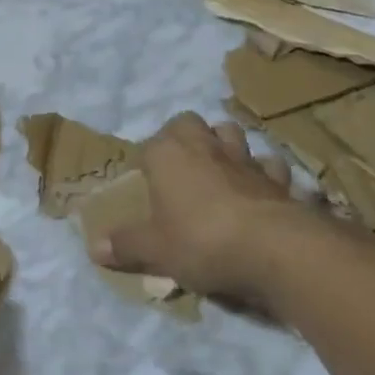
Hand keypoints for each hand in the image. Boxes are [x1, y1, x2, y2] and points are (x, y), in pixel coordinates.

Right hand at [91, 111, 317, 310]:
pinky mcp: (280, 179)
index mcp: (168, 154)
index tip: (145, 181)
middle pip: (191, 124)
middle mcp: (206, 146)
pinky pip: (270, 165)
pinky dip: (263, 174)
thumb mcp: (154, 249)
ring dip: (225, 146)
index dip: (147, 160)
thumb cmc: (201, 240)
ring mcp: (247, 159)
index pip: (150, 142)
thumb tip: (94, 247)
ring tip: (218, 171)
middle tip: (179, 167)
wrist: (276, 250)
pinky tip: (258, 191)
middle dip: (185, 137)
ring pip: (233, 134)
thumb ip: (125, 245)